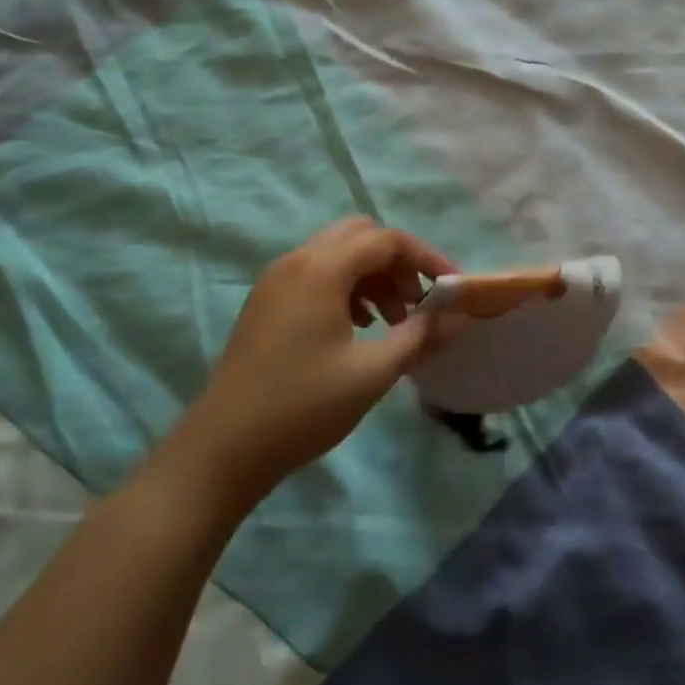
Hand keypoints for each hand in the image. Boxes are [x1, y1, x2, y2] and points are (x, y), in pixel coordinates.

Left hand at [186, 218, 453, 503]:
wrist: (222, 449)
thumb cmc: (303, 406)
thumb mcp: (372, 373)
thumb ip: (421, 336)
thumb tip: (462, 315)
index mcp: (321, 269)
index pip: (387, 240)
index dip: (426, 257)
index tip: (452, 287)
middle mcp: (296, 261)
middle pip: (360, 235)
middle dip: (397, 262)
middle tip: (417, 301)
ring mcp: (276, 280)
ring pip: (338, 254)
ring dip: (373, 275)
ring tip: (393, 320)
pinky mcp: (267, 302)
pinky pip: (317, 273)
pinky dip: (347, 287)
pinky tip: (358, 328)